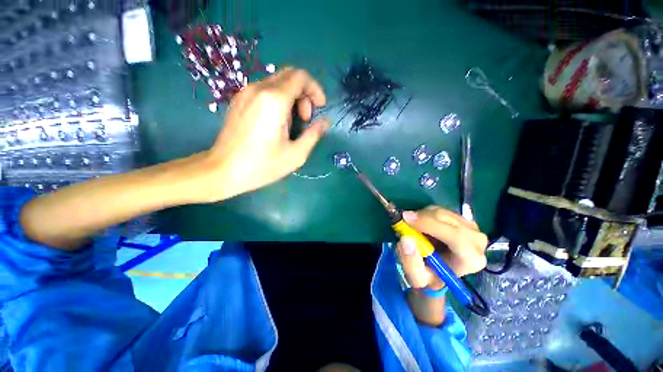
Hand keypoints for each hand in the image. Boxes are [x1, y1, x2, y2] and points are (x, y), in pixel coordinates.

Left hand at [201, 67, 328, 201]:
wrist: (222, 171)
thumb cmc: (262, 165)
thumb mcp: (296, 154)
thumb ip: (314, 134)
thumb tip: (325, 122)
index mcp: (274, 100)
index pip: (300, 77)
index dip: (315, 89)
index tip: (319, 108)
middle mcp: (259, 89)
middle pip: (290, 76)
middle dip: (304, 94)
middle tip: (305, 119)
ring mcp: (246, 93)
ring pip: (277, 83)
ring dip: (292, 98)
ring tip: (291, 124)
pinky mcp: (239, 100)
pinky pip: (265, 90)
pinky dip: (278, 100)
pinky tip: (276, 122)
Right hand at [396, 206, 487, 289]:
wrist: (439, 270)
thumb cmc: (430, 275)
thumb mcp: (417, 277)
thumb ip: (410, 262)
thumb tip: (405, 239)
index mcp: (471, 259)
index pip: (455, 236)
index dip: (429, 225)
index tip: (406, 219)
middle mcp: (477, 241)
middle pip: (447, 220)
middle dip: (423, 218)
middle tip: (404, 220)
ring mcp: (472, 228)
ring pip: (442, 212)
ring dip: (423, 216)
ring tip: (414, 227)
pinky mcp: (463, 219)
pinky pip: (441, 210)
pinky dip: (427, 214)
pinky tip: (423, 225)